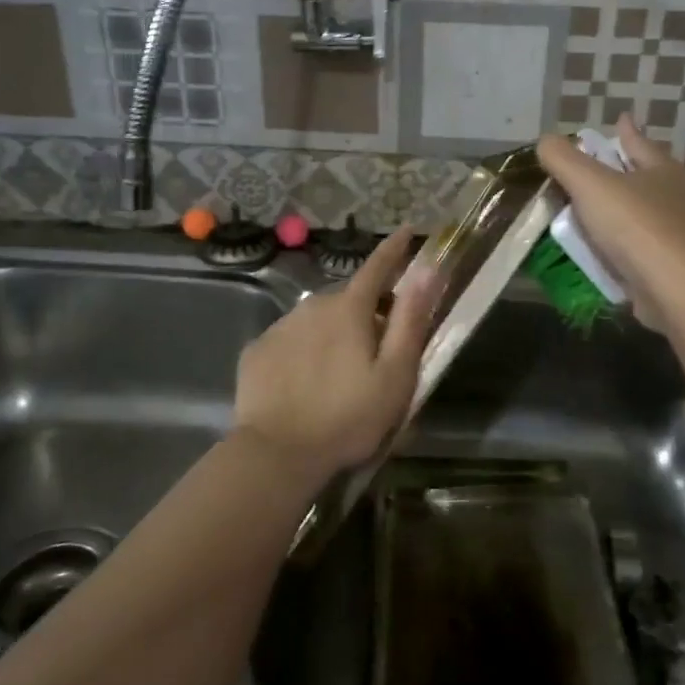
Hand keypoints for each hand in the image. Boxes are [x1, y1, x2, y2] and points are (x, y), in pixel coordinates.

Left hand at [232, 226, 439, 487]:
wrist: (276, 454)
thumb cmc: (348, 417)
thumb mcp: (395, 375)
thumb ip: (411, 320)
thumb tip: (427, 269)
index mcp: (350, 309)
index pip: (378, 266)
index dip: (395, 249)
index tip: (406, 231)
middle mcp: (313, 305)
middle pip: (349, 299)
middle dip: (367, 310)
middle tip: (379, 345)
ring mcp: (280, 326)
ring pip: (317, 319)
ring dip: (333, 332)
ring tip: (340, 371)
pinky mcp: (257, 351)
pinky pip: (290, 340)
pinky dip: (304, 351)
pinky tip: (305, 383)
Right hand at [536, 116, 684, 331]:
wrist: (673, 290)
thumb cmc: (634, 226)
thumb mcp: (589, 183)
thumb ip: (563, 159)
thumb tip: (546, 141)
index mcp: (665, 170)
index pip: (639, 143)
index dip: (625, 131)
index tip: (620, 119)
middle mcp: (679, 198)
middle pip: (647, 177)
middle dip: (625, 171)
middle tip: (601, 167)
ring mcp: (681, 234)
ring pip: (645, 213)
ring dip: (622, 211)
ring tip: (595, 211)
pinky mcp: (675, 267)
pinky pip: (642, 247)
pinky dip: (623, 244)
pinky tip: (605, 249)